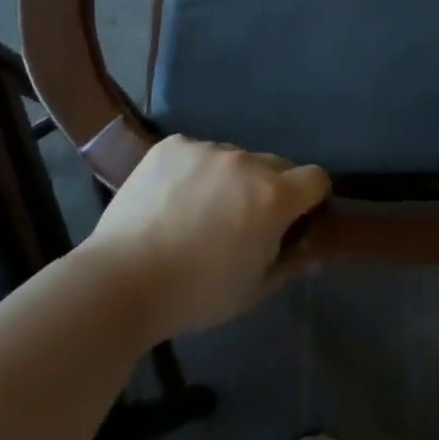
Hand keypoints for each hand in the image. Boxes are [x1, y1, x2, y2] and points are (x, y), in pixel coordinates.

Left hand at [85, 136, 329, 339]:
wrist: (122, 280)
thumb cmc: (196, 294)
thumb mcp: (253, 289)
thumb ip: (291, 263)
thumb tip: (316, 250)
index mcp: (272, 196)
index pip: (315, 178)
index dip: (311, 199)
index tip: (296, 220)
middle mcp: (246, 161)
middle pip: (275, 165)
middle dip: (270, 189)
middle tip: (243, 223)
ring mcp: (207, 148)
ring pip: (234, 158)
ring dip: (230, 179)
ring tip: (199, 214)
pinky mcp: (173, 145)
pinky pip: (196, 152)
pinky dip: (193, 172)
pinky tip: (172, 200)